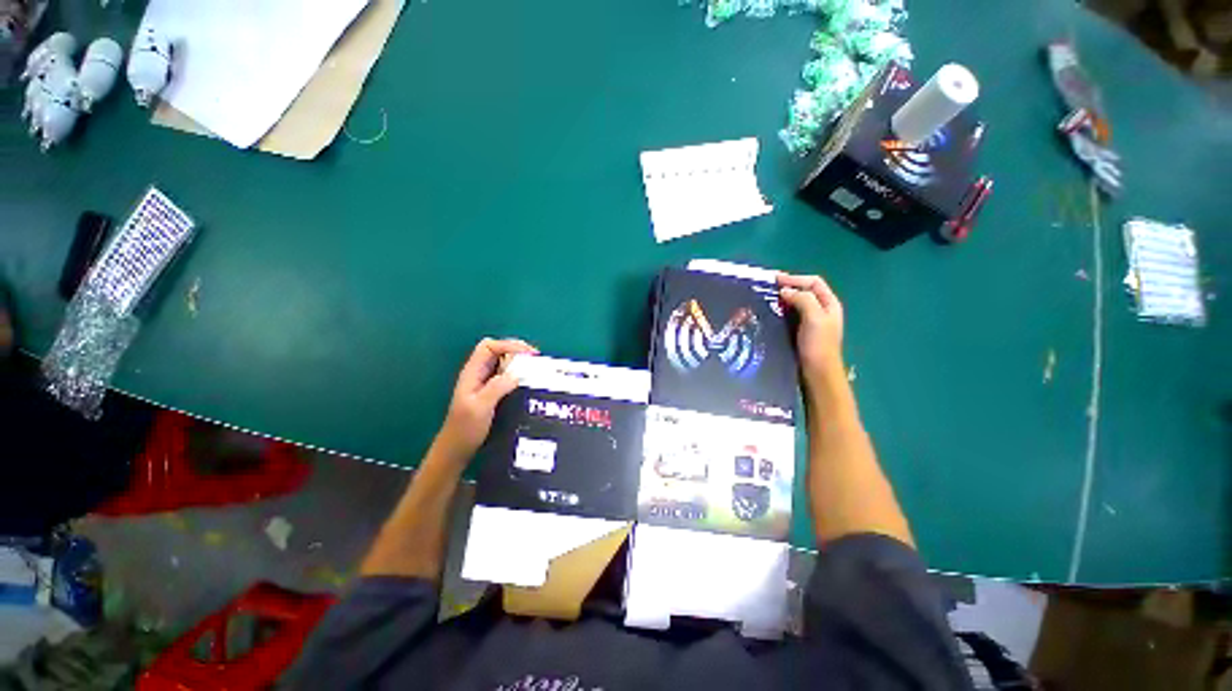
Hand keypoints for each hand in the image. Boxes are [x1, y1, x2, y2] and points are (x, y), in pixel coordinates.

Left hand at [434, 338, 537, 464]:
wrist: (456, 450)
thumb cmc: (465, 429)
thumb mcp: (480, 407)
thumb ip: (496, 388)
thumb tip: (517, 374)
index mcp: (472, 372)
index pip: (489, 347)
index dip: (508, 345)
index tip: (528, 353)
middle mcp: (478, 374)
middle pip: (496, 350)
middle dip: (516, 350)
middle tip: (535, 358)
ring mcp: (484, 383)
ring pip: (502, 363)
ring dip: (518, 361)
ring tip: (535, 368)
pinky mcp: (491, 393)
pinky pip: (506, 376)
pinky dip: (518, 374)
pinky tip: (528, 382)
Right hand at [777, 273, 844, 386]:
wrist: (817, 372)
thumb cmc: (818, 344)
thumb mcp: (814, 317)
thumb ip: (802, 299)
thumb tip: (785, 291)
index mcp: (829, 303)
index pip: (813, 282)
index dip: (795, 278)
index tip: (775, 280)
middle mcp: (821, 309)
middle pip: (804, 291)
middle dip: (788, 287)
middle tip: (768, 289)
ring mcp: (811, 321)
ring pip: (796, 303)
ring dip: (782, 299)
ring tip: (766, 299)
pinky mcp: (800, 331)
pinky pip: (790, 315)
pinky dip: (780, 311)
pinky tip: (770, 313)